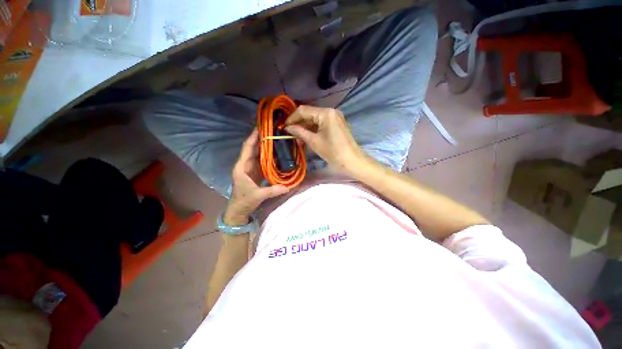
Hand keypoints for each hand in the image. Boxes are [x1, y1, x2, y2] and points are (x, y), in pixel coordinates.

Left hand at [224, 129, 288, 225]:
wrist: (239, 210)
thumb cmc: (244, 201)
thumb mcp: (258, 196)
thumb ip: (272, 191)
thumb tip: (287, 187)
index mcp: (242, 167)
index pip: (247, 149)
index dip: (253, 138)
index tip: (260, 128)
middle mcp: (245, 165)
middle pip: (253, 149)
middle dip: (261, 140)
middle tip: (272, 131)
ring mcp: (250, 169)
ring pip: (258, 155)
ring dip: (265, 147)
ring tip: (275, 139)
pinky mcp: (255, 173)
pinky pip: (262, 162)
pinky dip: (268, 157)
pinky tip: (276, 153)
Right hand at [284, 105, 365, 174]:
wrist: (352, 161)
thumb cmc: (333, 152)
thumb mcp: (314, 142)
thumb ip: (299, 132)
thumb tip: (287, 128)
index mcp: (326, 113)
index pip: (303, 110)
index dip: (291, 118)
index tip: (283, 127)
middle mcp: (331, 111)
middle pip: (309, 114)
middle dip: (298, 124)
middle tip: (290, 136)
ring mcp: (335, 117)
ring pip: (314, 120)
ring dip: (305, 129)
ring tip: (298, 140)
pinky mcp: (336, 124)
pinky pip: (321, 124)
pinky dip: (313, 130)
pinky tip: (307, 138)